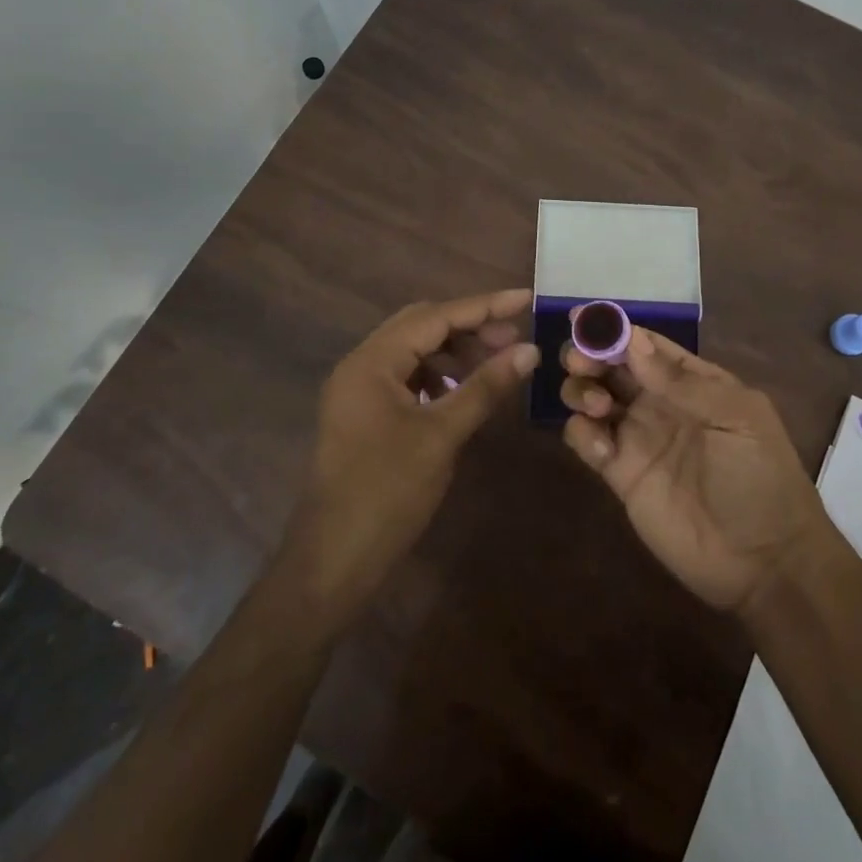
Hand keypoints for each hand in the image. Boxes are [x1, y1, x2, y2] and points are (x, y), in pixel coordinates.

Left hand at [284, 289, 538, 625]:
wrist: (331, 563)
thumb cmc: (386, 493)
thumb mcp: (441, 435)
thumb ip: (484, 387)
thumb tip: (529, 350)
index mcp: (372, 361)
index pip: (435, 316)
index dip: (483, 306)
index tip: (525, 298)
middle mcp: (361, 365)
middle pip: (422, 325)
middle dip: (469, 326)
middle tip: (513, 338)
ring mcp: (360, 391)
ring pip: (414, 351)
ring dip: (455, 351)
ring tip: (495, 364)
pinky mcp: (365, 415)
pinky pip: (407, 377)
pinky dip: (439, 376)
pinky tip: (463, 391)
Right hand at [561, 329, 829, 611]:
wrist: (763, 562)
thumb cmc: (759, 477)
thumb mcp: (735, 419)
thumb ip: (683, 382)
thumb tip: (633, 340)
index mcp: (691, 381)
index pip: (645, 344)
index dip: (613, 328)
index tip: (581, 318)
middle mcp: (658, 402)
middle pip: (611, 365)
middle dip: (589, 354)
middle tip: (580, 361)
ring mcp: (637, 437)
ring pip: (591, 396)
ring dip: (581, 389)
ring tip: (596, 405)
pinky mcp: (620, 473)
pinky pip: (586, 439)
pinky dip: (582, 434)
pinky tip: (603, 449)